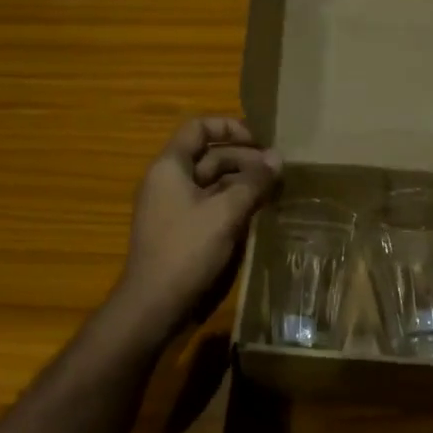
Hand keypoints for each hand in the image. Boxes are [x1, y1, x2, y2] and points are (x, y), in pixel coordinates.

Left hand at [112, 116, 281, 338]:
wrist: (153, 305)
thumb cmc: (186, 250)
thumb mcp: (225, 212)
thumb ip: (253, 182)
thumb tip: (278, 158)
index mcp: (170, 166)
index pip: (199, 128)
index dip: (230, 127)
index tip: (260, 140)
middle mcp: (168, 180)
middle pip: (209, 156)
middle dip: (244, 159)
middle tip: (278, 170)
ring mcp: (173, 207)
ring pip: (212, 183)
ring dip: (242, 182)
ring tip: (274, 190)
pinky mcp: (181, 231)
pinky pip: (209, 205)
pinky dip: (232, 203)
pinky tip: (257, 212)